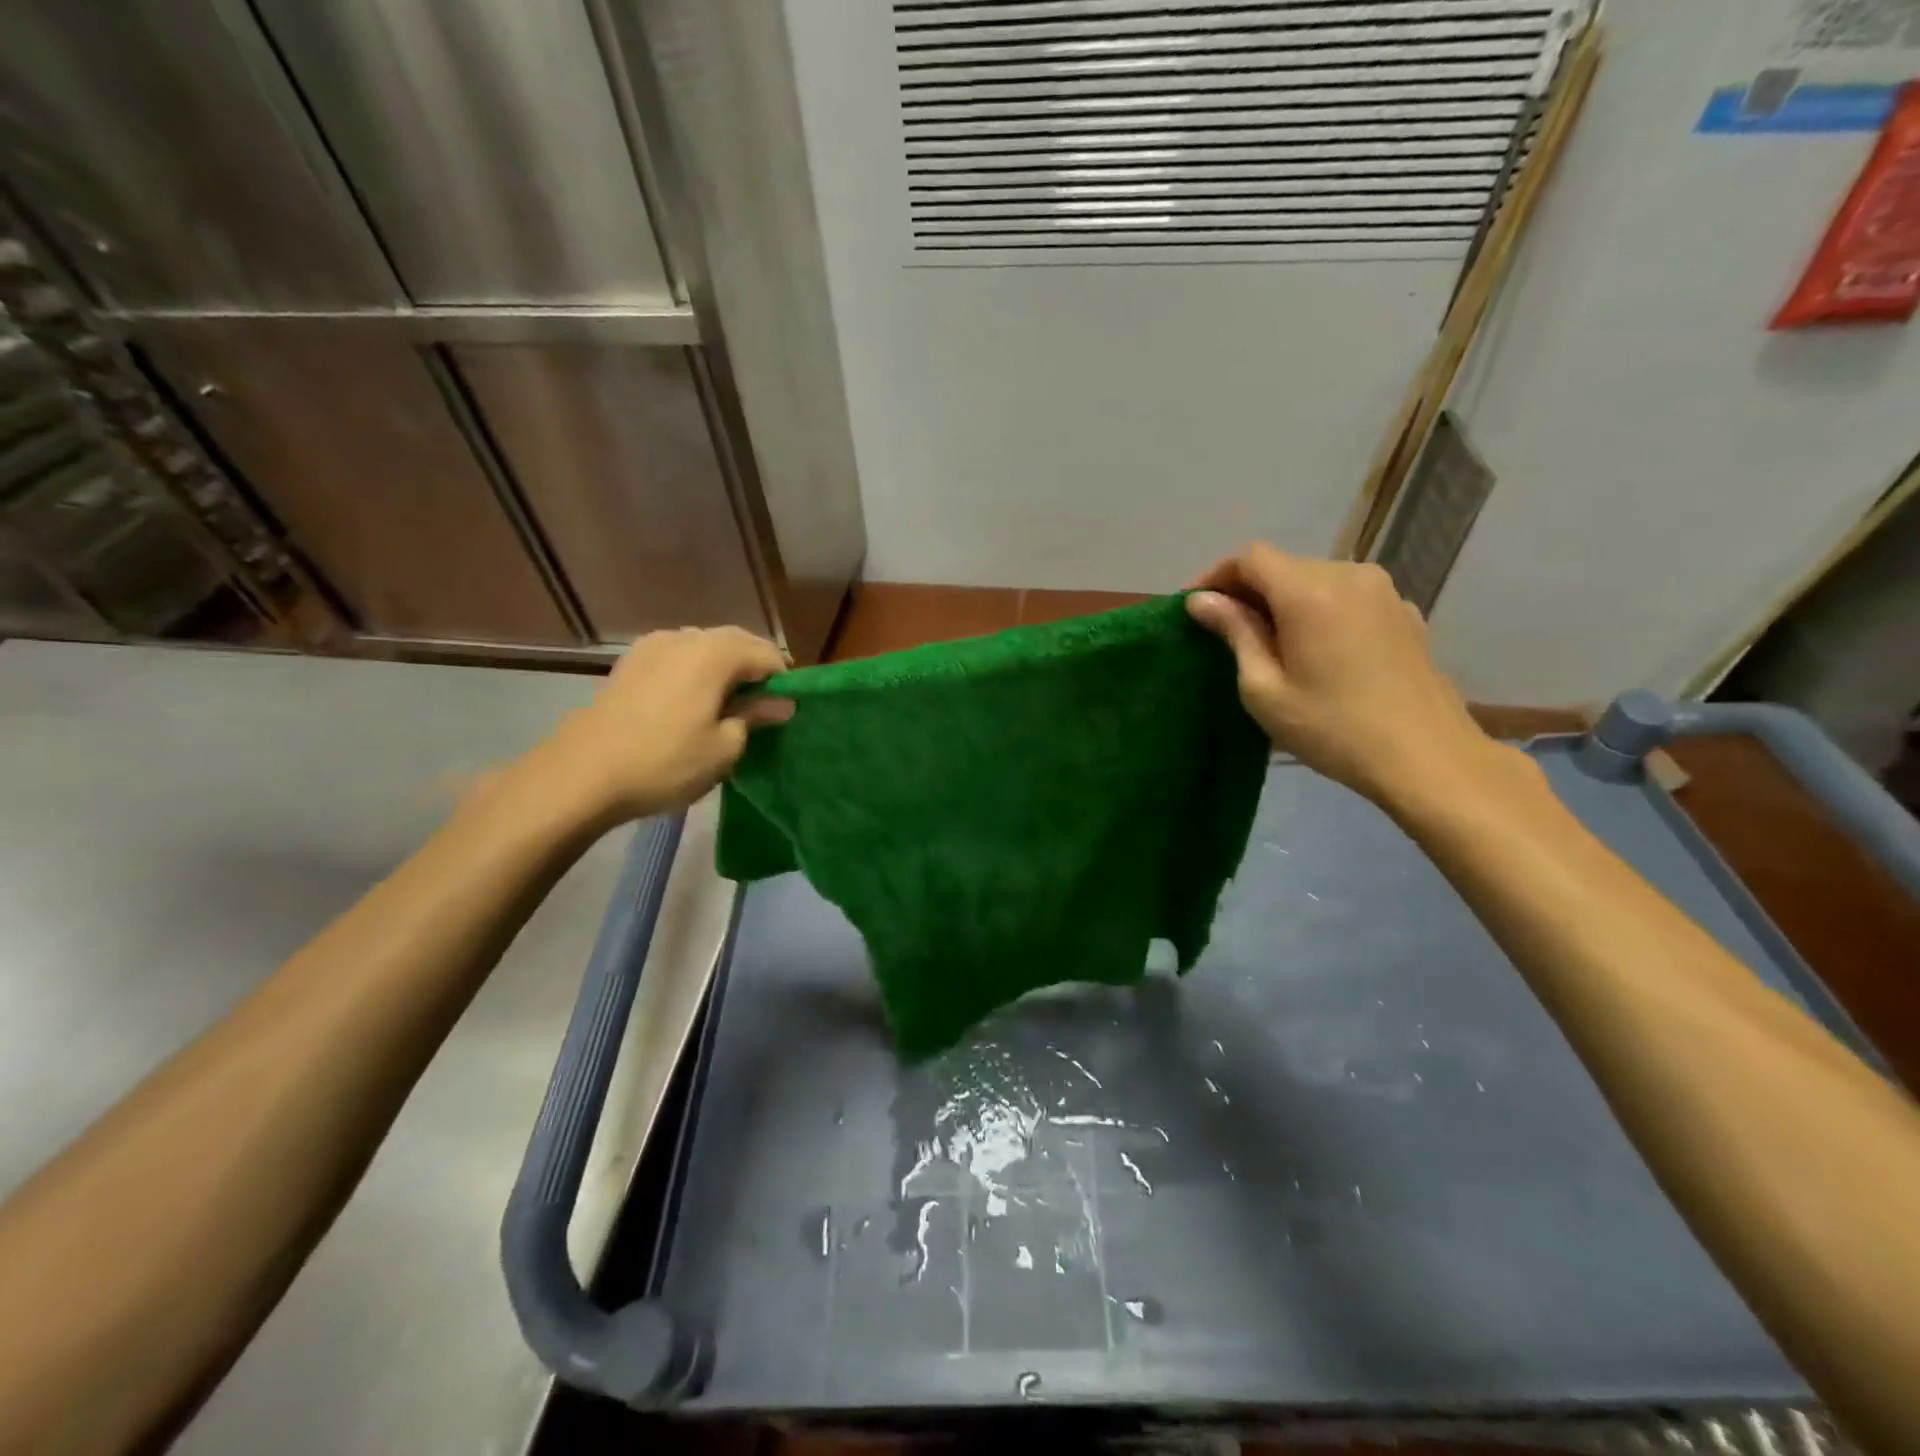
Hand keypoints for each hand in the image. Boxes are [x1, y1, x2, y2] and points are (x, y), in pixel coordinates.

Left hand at [521, 626, 793, 827]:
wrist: (582, 774)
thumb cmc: (664, 762)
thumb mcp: (723, 748)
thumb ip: (755, 717)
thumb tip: (781, 703)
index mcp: (714, 654)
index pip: (765, 654)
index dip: (784, 677)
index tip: (790, 705)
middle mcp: (685, 638)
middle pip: (735, 640)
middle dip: (756, 664)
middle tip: (767, 700)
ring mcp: (652, 646)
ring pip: (704, 644)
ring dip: (725, 663)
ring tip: (732, 697)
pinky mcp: (630, 662)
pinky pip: (677, 654)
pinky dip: (696, 667)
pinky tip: (694, 695)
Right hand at [1187, 544, 1509, 805]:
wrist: (1427, 757)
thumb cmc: (1332, 728)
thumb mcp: (1264, 689)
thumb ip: (1234, 633)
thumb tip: (1202, 601)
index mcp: (1309, 591)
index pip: (1250, 557)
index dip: (1215, 575)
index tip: (1194, 607)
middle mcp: (1349, 575)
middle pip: (1284, 566)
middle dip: (1248, 591)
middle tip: (1224, 631)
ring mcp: (1383, 591)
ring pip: (1316, 579)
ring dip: (1284, 601)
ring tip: (1268, 643)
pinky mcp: (1405, 613)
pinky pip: (1347, 598)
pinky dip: (1319, 611)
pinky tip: (1316, 650)